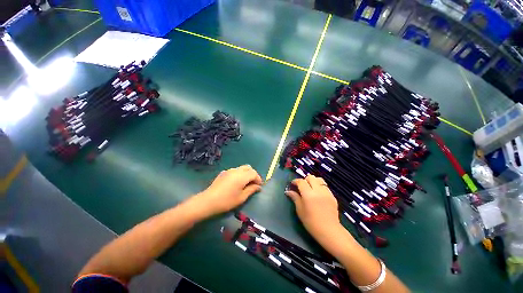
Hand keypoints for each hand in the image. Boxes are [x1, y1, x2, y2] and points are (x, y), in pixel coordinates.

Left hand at [195, 165, 262, 216]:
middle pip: (249, 168)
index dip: (258, 179)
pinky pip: (235, 170)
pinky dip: (240, 174)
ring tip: (246, 183)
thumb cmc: (227, 201)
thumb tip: (258, 187)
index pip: (254, 173)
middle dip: (253, 174)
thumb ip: (251, 190)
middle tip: (254, 183)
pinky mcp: (224, 172)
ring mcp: (229, 170)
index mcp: (242, 176)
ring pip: (242, 168)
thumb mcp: (241, 197)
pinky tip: (236, 182)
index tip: (259, 186)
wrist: (208, 201)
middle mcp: (236, 170)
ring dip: (246, 173)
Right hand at [285, 175, 342, 241]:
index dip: (295, 181)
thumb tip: (288, 191)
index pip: (301, 181)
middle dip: (305, 180)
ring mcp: (327, 192)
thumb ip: (295, 198)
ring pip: (319, 180)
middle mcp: (318, 190)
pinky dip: (320, 187)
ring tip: (311, 188)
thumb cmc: (311, 223)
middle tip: (302, 186)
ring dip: (313, 181)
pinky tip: (318, 194)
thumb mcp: (300, 211)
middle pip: (311, 177)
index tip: (292, 184)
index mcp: (308, 194)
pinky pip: (325, 186)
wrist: (329, 231)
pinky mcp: (333, 196)